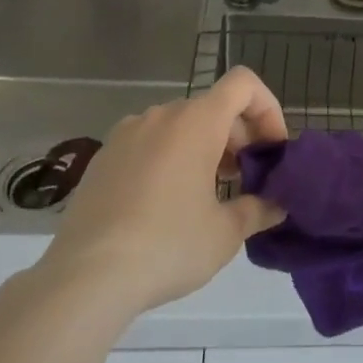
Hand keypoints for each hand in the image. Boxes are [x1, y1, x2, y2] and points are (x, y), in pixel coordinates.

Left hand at [34, 67, 288, 321]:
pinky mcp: (103, 157)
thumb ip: (258, 209)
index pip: (243, 83)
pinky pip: (149, 143)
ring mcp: (127, 133)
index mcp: (197, 121)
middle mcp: (162, 115)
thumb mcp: (225, 234)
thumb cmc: (167, 245)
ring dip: (203, 148)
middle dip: (237, 137)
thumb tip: (277, 205)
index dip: (266, 108)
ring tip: (206, 195)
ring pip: (180, 125)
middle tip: (244, 181)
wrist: (85, 278)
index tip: (271, 150)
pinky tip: (164, 205)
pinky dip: (169, 158)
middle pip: (213, 106)